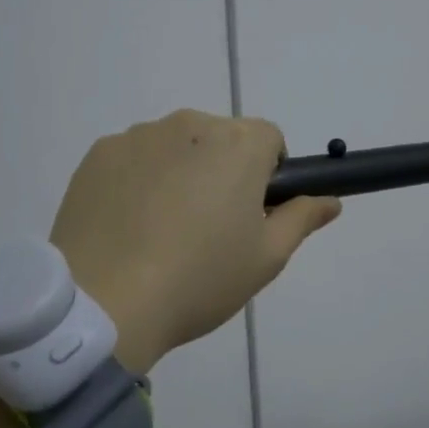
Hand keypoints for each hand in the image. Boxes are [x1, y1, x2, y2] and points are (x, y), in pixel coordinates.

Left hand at [49, 109, 342, 372]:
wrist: (106, 303)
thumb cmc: (200, 280)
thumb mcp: (266, 258)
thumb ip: (302, 218)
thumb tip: (330, 200)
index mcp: (237, 144)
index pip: (269, 139)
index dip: (268, 175)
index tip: (252, 214)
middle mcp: (189, 125)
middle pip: (220, 139)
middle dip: (223, 171)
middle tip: (208, 229)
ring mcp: (137, 136)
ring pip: (175, 147)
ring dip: (179, 172)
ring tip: (161, 232)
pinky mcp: (98, 155)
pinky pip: (133, 159)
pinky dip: (138, 180)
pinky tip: (128, 226)